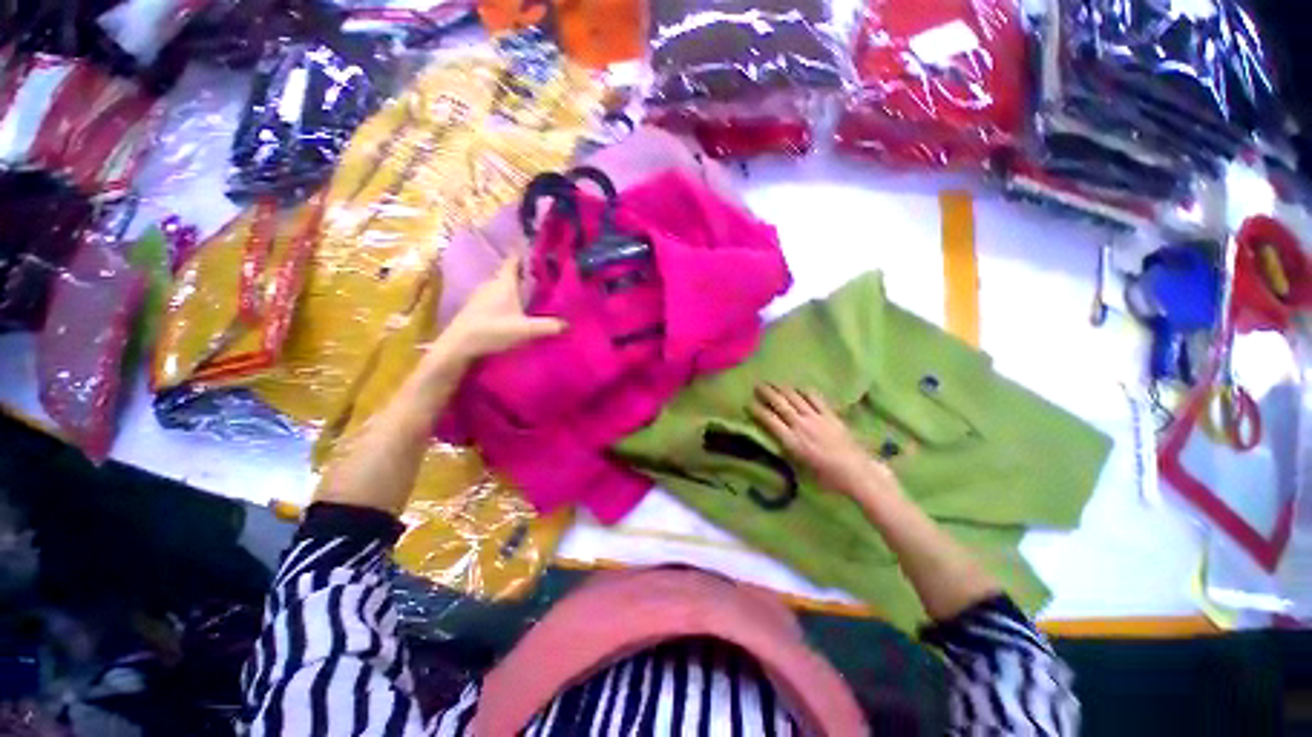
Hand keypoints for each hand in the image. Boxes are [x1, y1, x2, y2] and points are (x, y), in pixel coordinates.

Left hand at [435, 254, 565, 362]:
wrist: (458, 344)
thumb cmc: (492, 330)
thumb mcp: (525, 330)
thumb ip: (548, 327)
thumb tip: (569, 324)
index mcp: (504, 283)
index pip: (514, 261)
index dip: (525, 254)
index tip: (538, 252)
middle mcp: (491, 283)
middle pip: (510, 274)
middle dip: (524, 275)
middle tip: (542, 278)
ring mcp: (481, 294)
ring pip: (502, 286)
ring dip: (514, 288)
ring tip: (531, 294)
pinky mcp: (475, 306)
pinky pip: (495, 296)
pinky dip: (505, 298)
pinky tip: (513, 310)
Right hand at [749, 384, 900, 501]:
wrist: (858, 473)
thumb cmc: (827, 478)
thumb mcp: (801, 468)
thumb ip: (788, 451)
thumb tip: (777, 439)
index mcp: (792, 442)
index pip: (770, 421)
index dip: (757, 411)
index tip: (748, 404)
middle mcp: (801, 426)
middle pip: (780, 404)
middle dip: (767, 393)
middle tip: (757, 385)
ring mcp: (817, 418)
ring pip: (796, 398)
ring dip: (783, 389)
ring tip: (774, 383)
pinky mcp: (831, 415)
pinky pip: (816, 398)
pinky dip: (805, 391)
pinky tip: (800, 388)